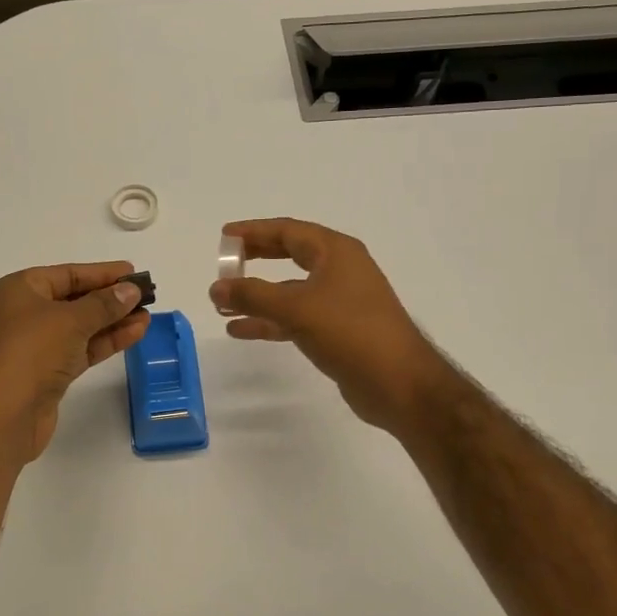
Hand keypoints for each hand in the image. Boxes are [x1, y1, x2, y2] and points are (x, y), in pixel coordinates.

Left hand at [0, 262, 151, 468]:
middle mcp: (23, 314)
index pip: (67, 274)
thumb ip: (104, 304)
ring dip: (112, 321)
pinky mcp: (47, 373)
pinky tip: (134, 334)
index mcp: (18, 290)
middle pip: (74, 300)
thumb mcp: (70, 320)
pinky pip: (81, 349)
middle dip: (110, 298)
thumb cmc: (29, 352)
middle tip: (145, 295)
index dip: (102, 273)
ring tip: (147, 315)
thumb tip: (130, 290)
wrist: (0, 417)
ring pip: (80, 327)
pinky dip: (105, 342)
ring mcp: (35, 346)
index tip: (133, 273)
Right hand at [208, 219, 458, 435]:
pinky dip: (269, 321)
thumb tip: (216, 287)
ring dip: (257, 296)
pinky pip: (295, 317)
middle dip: (255, 259)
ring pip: (289, 290)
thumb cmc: (351, 332)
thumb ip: (253, 295)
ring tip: (221, 303)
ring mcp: (340, 301)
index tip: (225, 236)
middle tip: (224, 263)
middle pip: (289, 255)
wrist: (400, 384)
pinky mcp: (337, 331)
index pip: (288, 231)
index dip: (254, 231)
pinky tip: (241, 330)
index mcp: (336, 252)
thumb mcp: (297, 308)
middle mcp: (339, 270)